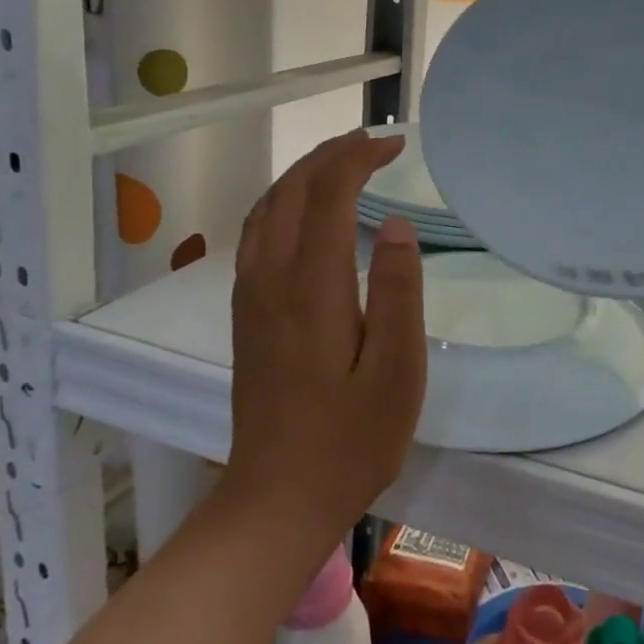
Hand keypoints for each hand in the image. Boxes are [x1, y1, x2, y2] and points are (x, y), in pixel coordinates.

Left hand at [219, 130, 426, 539]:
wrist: (277, 501)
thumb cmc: (350, 440)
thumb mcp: (396, 371)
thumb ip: (397, 292)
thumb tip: (396, 225)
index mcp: (311, 287)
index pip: (327, 195)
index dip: (357, 159)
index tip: (394, 146)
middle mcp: (271, 279)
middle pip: (290, 192)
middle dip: (330, 156)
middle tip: (372, 143)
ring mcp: (251, 297)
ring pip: (266, 209)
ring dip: (303, 175)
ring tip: (342, 163)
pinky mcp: (247, 315)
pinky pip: (257, 234)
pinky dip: (282, 203)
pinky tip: (303, 212)